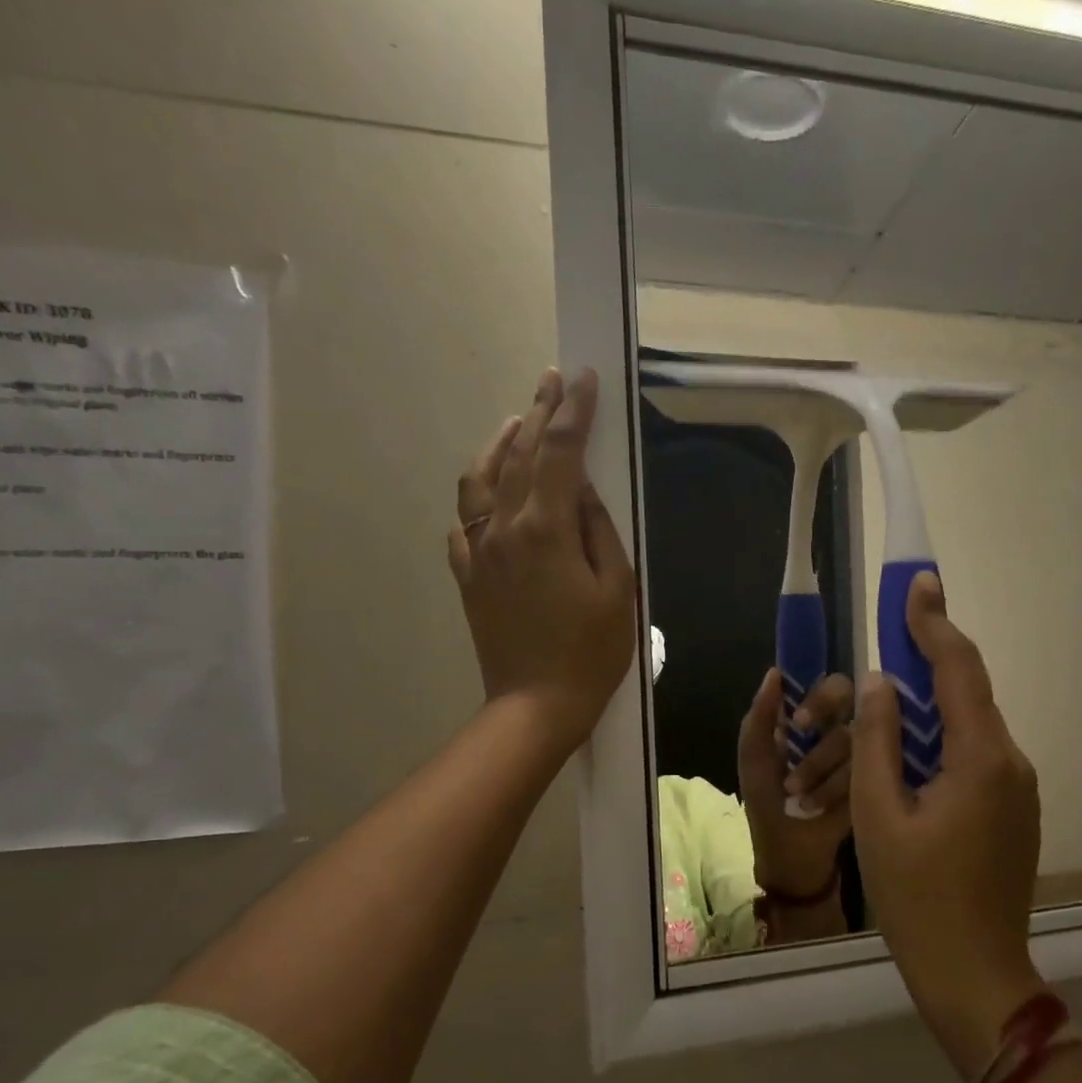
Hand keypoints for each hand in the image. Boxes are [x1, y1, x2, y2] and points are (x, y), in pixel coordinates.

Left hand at [450, 368, 636, 755]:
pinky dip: (478, 494)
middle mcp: (503, 528)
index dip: (572, 411)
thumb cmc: (591, 652)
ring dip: (500, 445)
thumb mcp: (617, 589)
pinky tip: (491, 493)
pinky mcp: (468, 576)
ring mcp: (478, 552)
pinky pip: (464, 522)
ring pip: (480, 480)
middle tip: (553, 381)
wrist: (537, 705)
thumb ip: (599, 530)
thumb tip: (581, 489)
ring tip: (517, 423)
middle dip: (539, 413)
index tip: (582, 378)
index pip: (559, 452)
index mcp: (545, 529)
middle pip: (519, 455)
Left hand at [739, 668, 853, 896]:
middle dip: (826, 734)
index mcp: (816, 722)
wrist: (794, 865)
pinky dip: (837, 791)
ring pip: (858, 743)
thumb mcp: (755, 763)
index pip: (833, 687)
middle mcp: (847, 733)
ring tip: (801, 797)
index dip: (821, 699)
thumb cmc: (771, 809)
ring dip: (821, 771)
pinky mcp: (882, 785)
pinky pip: (868, 772)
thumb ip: (760, 718)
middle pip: (857, 709)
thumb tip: (775, 673)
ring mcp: (868, 759)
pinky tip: (822, 809)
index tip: (801, 723)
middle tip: (809, 765)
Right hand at [851, 573, 1045, 1080]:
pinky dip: (944, 738)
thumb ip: (879, 741)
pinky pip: (977, 755)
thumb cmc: (917, 900)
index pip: (959, 670)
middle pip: (970, 692)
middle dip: (931, 657)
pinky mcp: (1014, 811)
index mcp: (981, 759)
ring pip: (973, 725)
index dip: (934, 623)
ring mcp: (1019, 789)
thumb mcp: (879, 816)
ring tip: (892, 692)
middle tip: (895, 627)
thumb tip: (882, 683)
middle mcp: (1012, 762)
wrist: (975, 977)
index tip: (917, 583)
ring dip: (933, 704)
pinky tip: (912, 751)